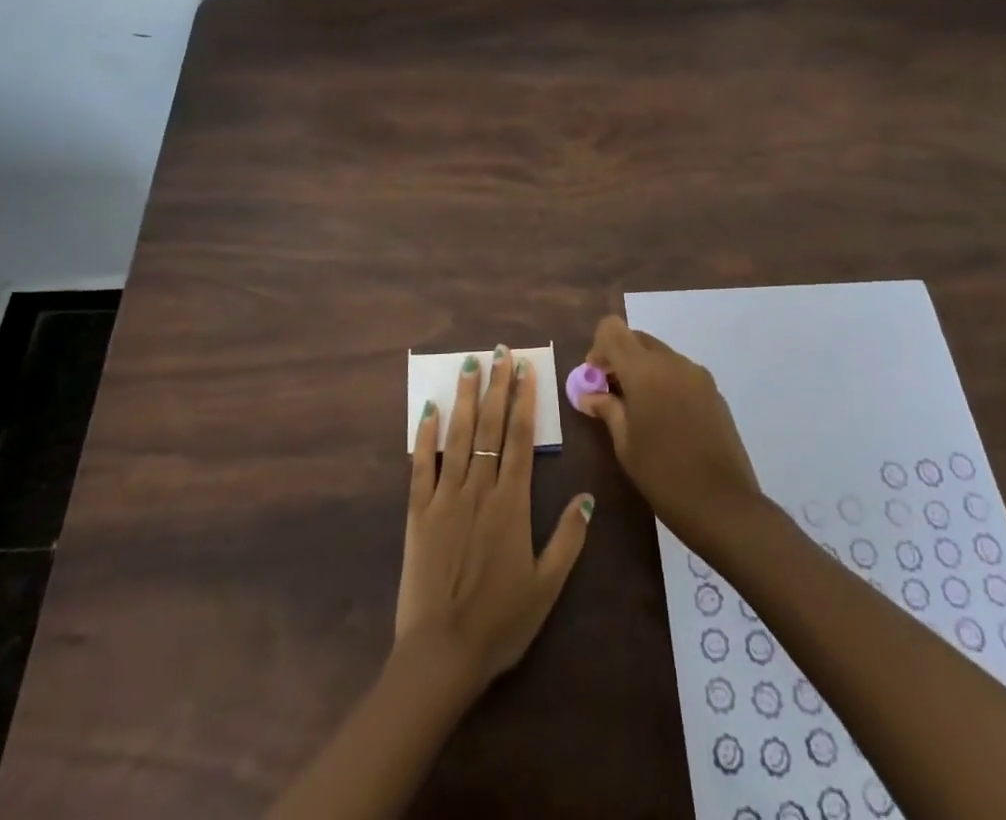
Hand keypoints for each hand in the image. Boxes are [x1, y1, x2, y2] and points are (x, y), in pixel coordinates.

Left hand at [396, 345, 593, 693]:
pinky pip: (421, 464)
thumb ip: (568, 538)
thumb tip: (587, 496)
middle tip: (499, 351)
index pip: (518, 438)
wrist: (441, 653)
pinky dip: (425, 435)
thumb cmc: (500, 622)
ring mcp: (445, 497)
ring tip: (469, 365)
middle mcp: (478, 489)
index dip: (522, 400)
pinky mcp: (418, 512)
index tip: (524, 369)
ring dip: (465, 398)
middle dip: (496, 386)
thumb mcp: (547, 586)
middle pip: (489, 426)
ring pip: (457, 436)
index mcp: (511, 503)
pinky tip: (429, 409)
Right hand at [578, 316, 763, 552]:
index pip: (613, 329)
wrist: (725, 506)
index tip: (595, 379)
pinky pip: (679, 373)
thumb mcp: (625, 445)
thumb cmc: (664, 476)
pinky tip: (665, 421)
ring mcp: (697, 375)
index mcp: (645, 370)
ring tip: (638, 411)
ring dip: (642, 371)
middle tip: (610, 395)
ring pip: (659, 355)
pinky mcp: (714, 391)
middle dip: (619, 359)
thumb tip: (588, 395)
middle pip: (637, 339)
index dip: (598, 347)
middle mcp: (673, 362)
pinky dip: (664, 382)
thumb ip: (606, 409)